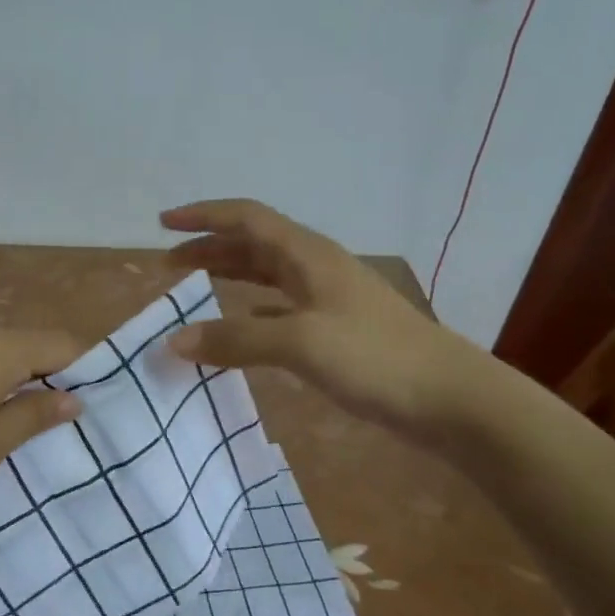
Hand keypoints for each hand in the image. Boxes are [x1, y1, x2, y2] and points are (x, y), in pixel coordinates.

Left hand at [0, 327, 84, 516]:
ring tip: (18, 423)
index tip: (97, 400)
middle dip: (50, 375)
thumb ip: (33, 416)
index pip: (61, 344)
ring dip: (14, 380)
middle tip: (62, 419)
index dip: (86, 367)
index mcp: (0, 350)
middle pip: (28, 345)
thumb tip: (73, 398)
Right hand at [161, 198, 484, 449]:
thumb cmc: (375, 358)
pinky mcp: (338, 328)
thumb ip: (235, 340)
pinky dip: (251, 309)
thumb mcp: (300, 344)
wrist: (452, 399)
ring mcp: (329, 297)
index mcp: (307, 255)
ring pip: (267, 274)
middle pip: (253, 244)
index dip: (203, 216)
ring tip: (195, 289)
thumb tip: (174, 341)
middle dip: (209, 248)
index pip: (246, 218)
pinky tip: (241, 325)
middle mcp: (316, 267)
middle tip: (169, 266)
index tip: (163, 224)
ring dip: (229, 275)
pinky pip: (281, 306)